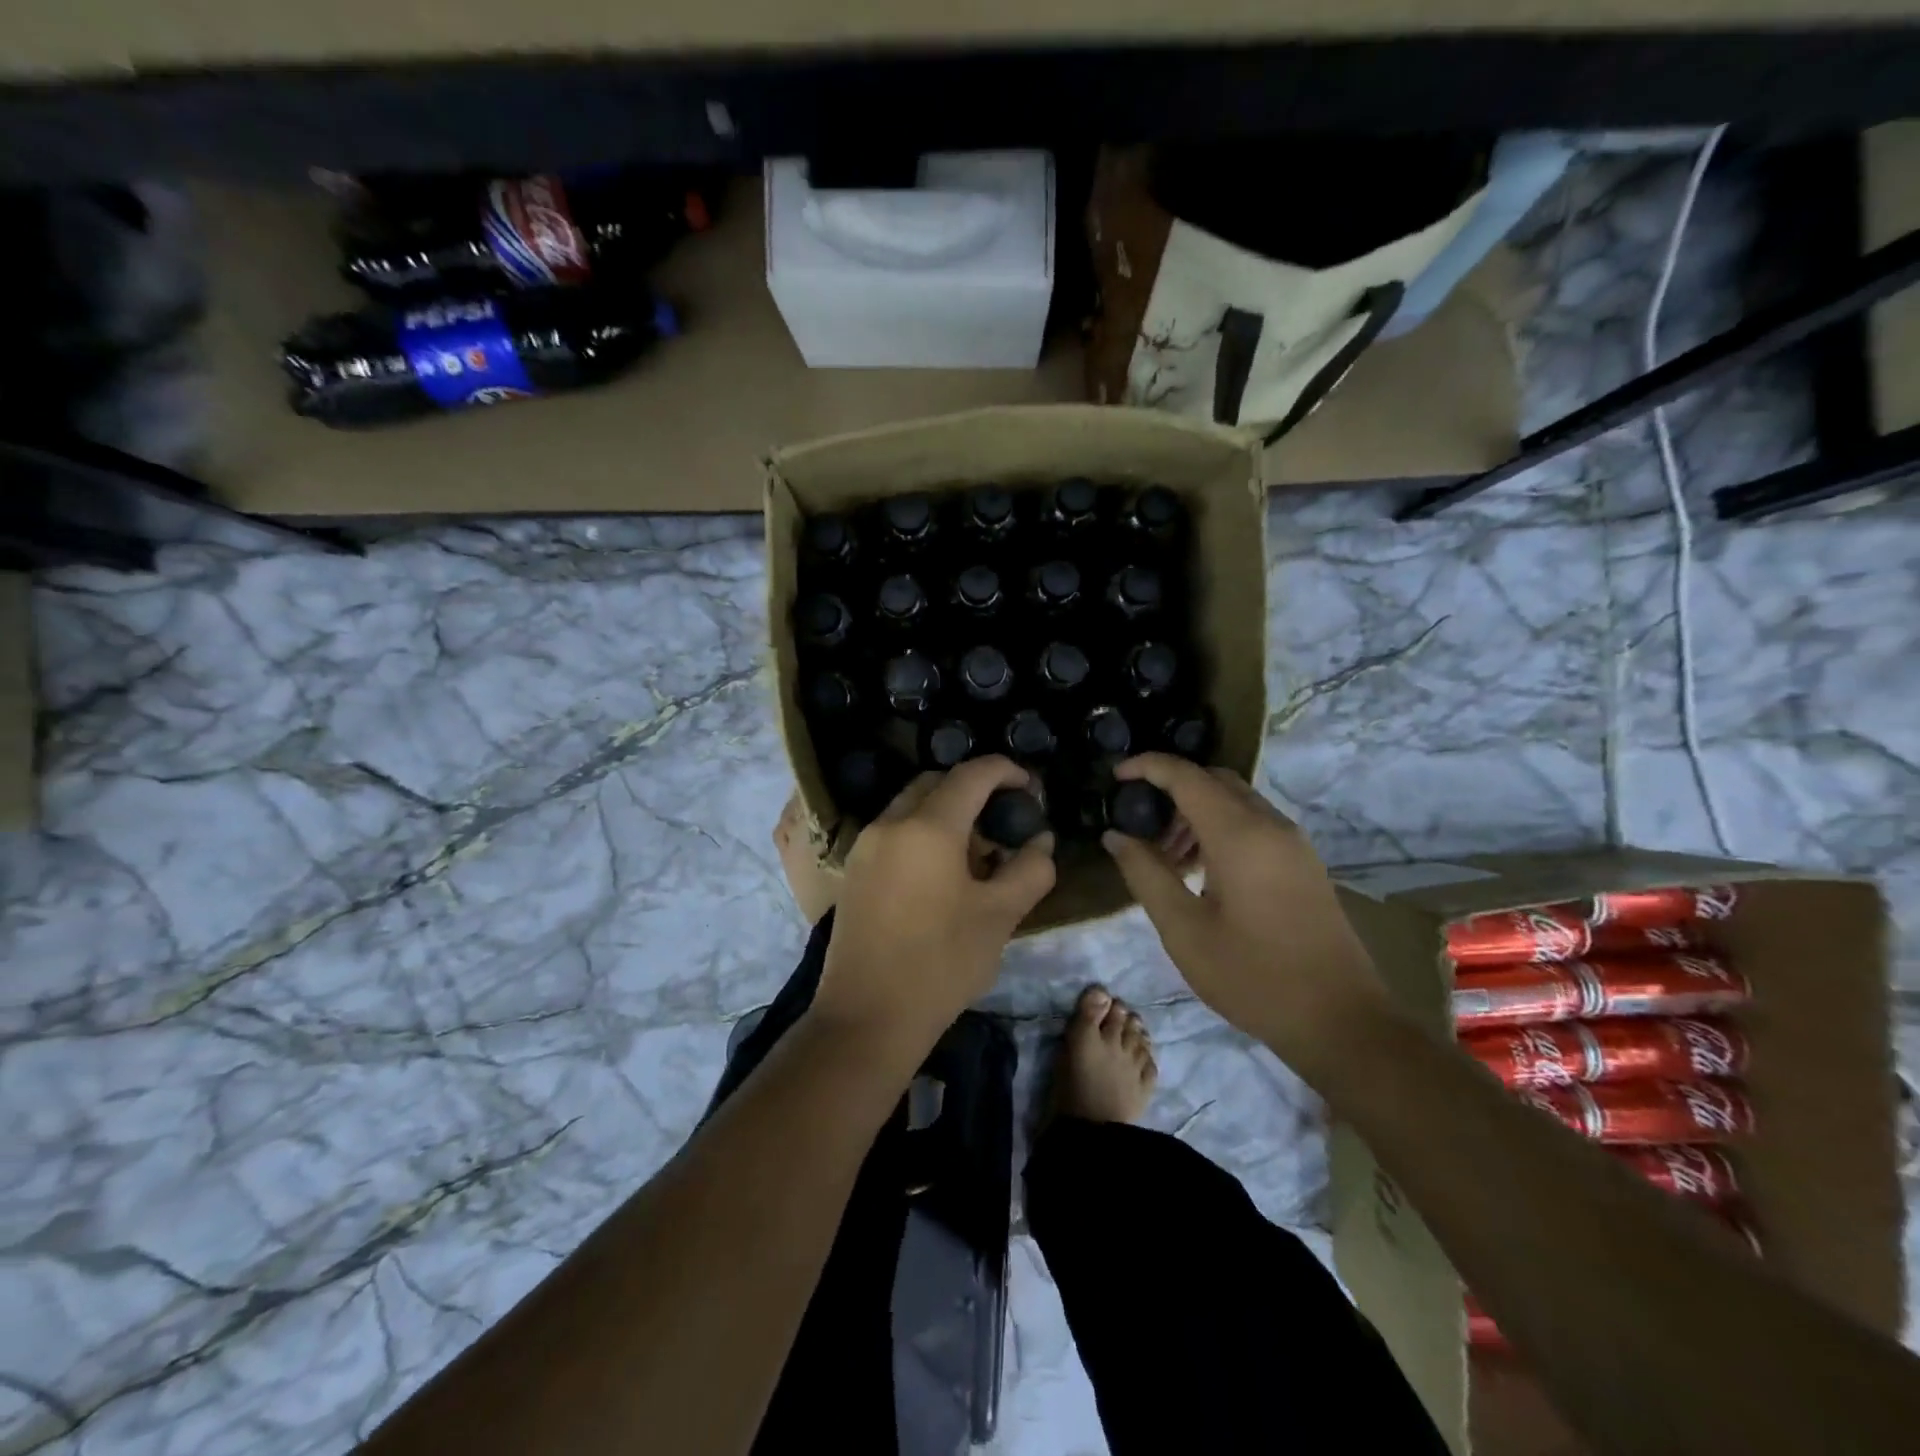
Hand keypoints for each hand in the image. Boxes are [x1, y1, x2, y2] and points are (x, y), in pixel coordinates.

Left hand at [813, 757, 1056, 1059]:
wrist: (867, 1017)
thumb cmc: (941, 963)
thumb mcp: (999, 916)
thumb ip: (1029, 870)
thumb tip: (1041, 841)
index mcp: (927, 827)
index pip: (971, 775)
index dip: (1005, 771)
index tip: (1029, 787)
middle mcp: (890, 824)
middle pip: (936, 783)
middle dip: (972, 789)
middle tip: (1003, 820)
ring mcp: (865, 846)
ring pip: (911, 807)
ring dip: (945, 813)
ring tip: (976, 852)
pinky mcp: (853, 871)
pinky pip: (893, 833)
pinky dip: (922, 834)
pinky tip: (942, 874)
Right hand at [1100, 754, 1391, 1086]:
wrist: (1340, 1020)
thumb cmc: (1252, 976)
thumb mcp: (1184, 930)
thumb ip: (1145, 874)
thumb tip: (1115, 836)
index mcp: (1239, 835)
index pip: (1186, 776)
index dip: (1147, 767)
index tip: (1115, 777)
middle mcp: (1270, 825)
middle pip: (1214, 780)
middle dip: (1172, 790)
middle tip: (1140, 825)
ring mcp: (1293, 842)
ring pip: (1236, 801)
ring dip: (1196, 812)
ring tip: (1167, 857)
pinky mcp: (1303, 862)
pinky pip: (1254, 823)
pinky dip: (1220, 828)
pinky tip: (1202, 872)